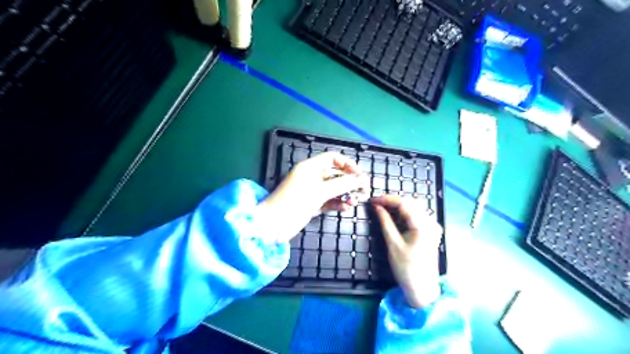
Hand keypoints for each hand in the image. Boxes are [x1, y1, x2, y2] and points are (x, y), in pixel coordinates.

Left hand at [258, 151, 369, 243]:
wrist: (272, 225)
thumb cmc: (294, 203)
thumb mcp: (320, 192)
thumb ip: (342, 185)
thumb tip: (361, 179)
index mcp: (311, 167)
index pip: (333, 159)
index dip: (348, 164)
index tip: (360, 175)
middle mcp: (312, 177)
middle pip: (335, 174)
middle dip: (350, 182)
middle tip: (364, 191)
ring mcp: (311, 191)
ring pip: (333, 189)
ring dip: (345, 194)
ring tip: (356, 202)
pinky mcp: (311, 204)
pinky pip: (328, 201)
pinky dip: (337, 204)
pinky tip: (346, 208)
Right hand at [373, 194, 441, 307]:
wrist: (422, 288)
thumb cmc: (406, 268)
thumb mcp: (393, 244)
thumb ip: (385, 222)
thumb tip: (376, 206)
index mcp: (423, 225)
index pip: (404, 203)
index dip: (386, 199)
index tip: (372, 200)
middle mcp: (430, 222)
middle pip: (410, 203)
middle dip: (392, 201)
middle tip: (375, 203)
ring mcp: (432, 226)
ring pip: (413, 207)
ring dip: (397, 206)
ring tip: (381, 208)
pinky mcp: (430, 231)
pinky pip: (416, 215)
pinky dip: (403, 213)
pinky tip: (393, 215)